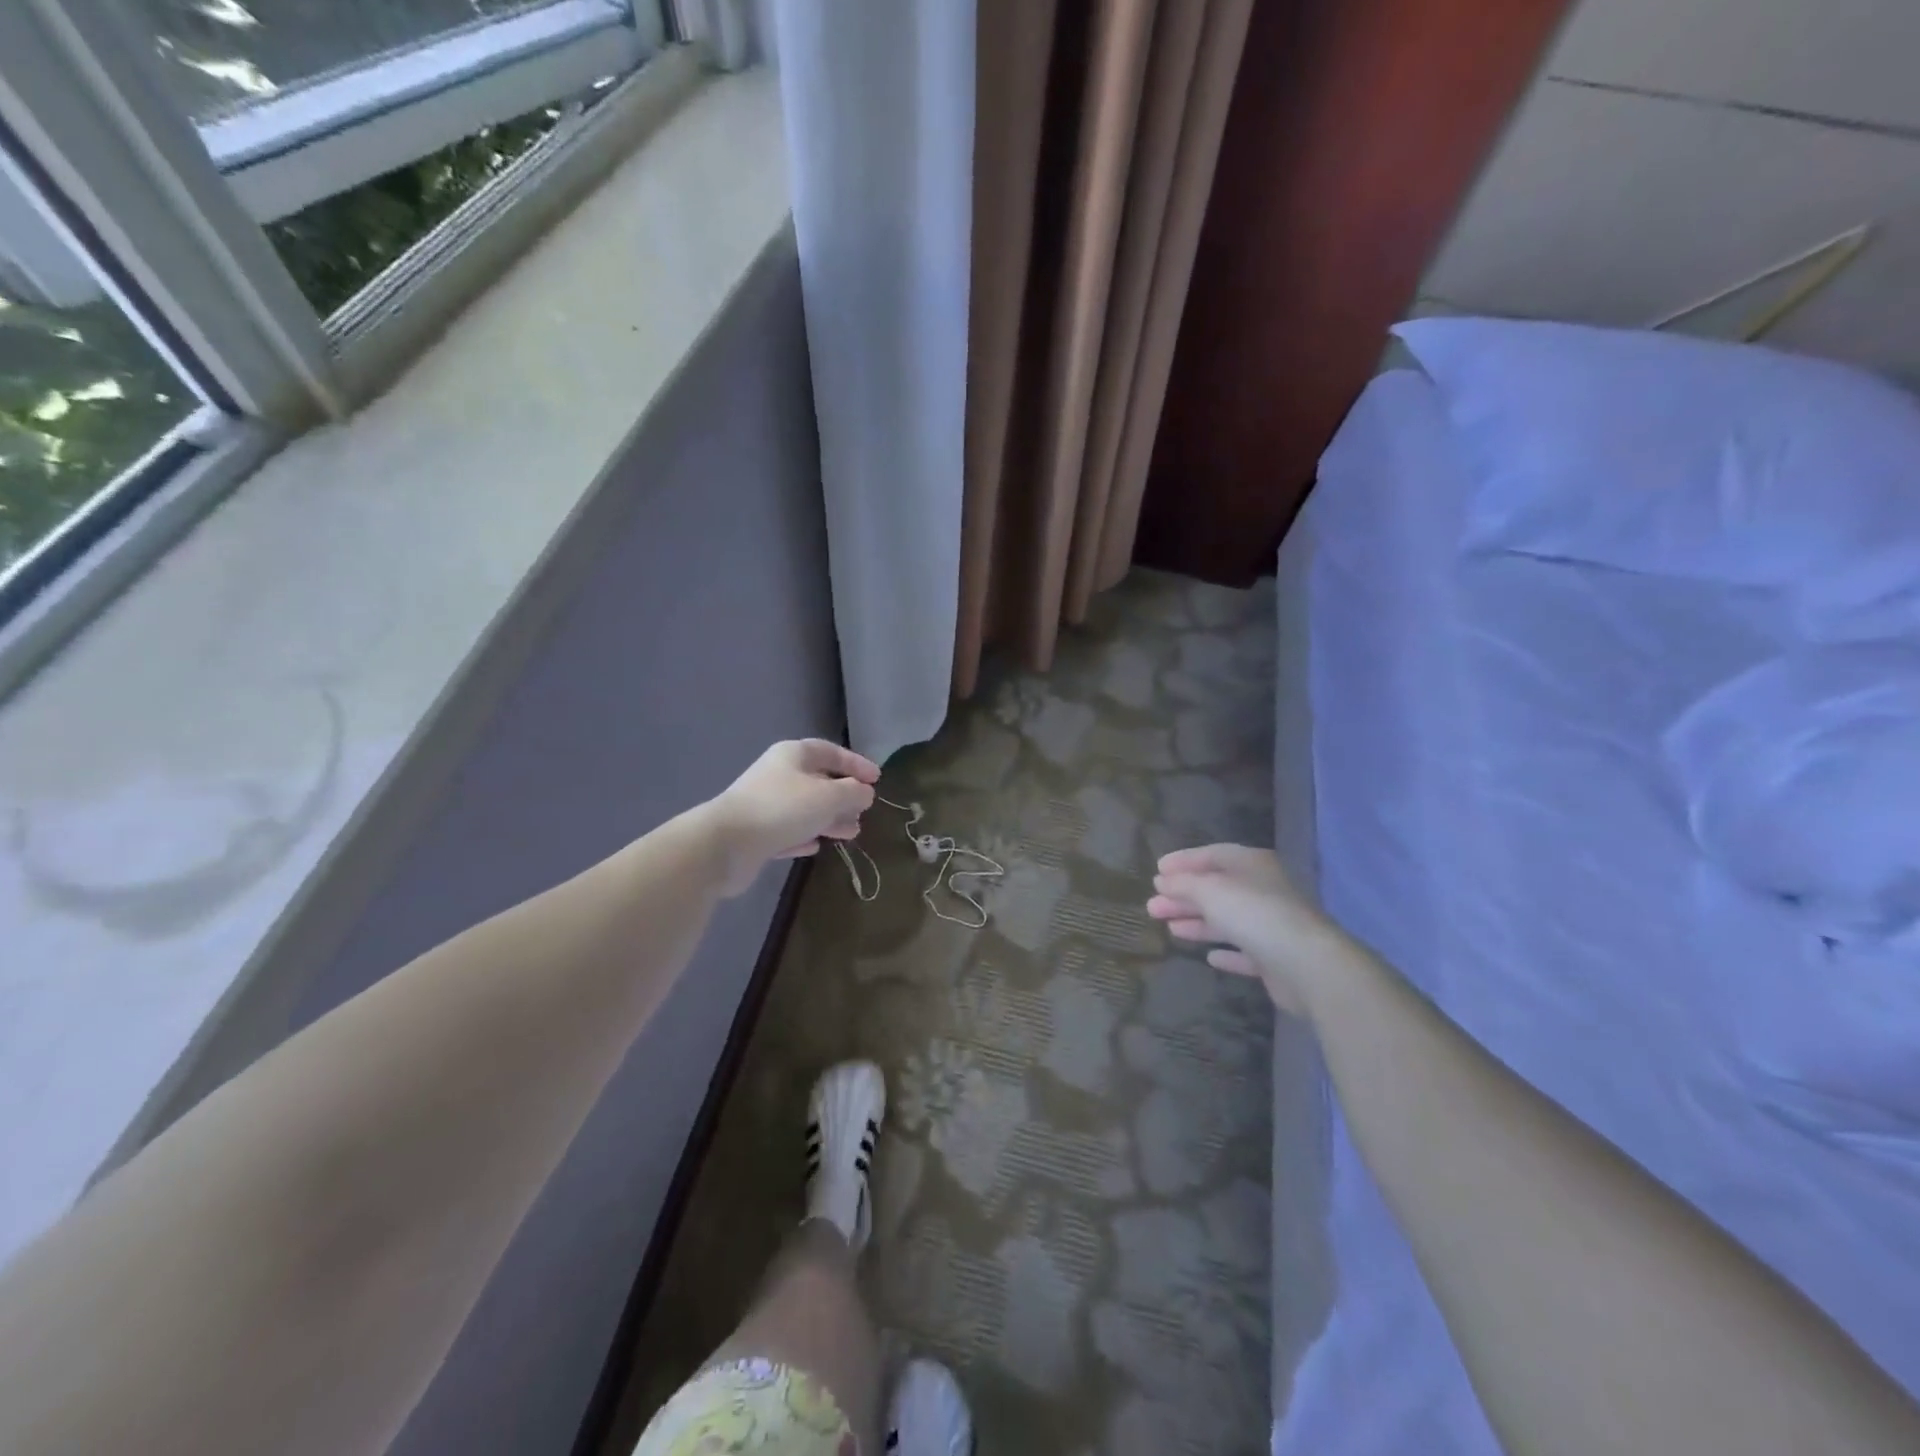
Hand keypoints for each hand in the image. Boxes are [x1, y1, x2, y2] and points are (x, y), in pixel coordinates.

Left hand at [708, 740, 879, 895]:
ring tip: (852, 833)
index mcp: (793, 756)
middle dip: (844, 796)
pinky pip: (789, 831)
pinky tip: (816, 846)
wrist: (726, 844)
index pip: (830, 752)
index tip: (877, 779)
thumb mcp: (828, 796)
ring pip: (805, 809)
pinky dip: (805, 836)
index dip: (856, 763)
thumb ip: (853, 792)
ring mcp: (766, 805)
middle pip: (818, 781)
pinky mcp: (757, 834)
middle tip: (864, 810)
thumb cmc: (782, 809)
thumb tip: (865, 792)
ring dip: (830, 819)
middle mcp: (778, 775)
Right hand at [1148, 844, 1335, 1013]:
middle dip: (1183, 896)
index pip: (1213, 855)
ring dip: (1197, 922)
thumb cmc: (1255, 914)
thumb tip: (1162, 881)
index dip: (1183, 861)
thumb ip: (1183, 884)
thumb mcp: (1210, 890)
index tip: (1156, 871)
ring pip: (1227, 920)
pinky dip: (1226, 952)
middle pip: (1216, 889)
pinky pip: (1245, 951)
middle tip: (1153, 906)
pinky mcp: (1275, 959)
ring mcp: (1271, 925)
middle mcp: (1263, 890)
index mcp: (1252, 864)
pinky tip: (1209, 957)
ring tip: (1168, 928)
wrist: (1308, 965)